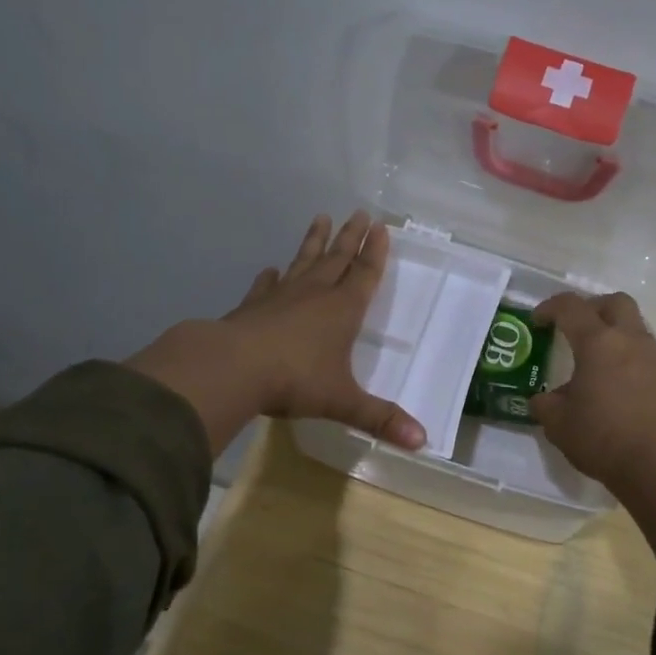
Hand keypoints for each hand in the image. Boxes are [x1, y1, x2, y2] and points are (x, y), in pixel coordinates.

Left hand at [125, 211, 426, 454]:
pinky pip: (265, 286)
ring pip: (303, 262)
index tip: (381, 227)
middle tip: (359, 213)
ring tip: (320, 218)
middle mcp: (314, 295)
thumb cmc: (294, 381)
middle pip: (337, 259)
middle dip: (350, 237)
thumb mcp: (342, 402)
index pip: (364, 274)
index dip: (375, 252)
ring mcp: (280, 297)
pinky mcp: (252, 307)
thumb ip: (380, 419)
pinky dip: (270, 277)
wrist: (232, 368)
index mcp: (341, 311)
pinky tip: (270, 269)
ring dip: (314, 241)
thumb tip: (423, 442)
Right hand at [531, 291, 655, 570]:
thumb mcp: (558, 423)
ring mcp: (652, 358)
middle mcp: (629, 340)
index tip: (536, 322)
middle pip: (614, 302)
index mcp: (598, 342)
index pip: (571, 307)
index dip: (550, 308)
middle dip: (591, 307)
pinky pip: (643, 350)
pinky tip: (611, 380)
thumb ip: (545, 404)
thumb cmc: (602, 437)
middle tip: (573, 326)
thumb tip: (543, 399)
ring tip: (592, 356)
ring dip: (612, 330)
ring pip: (633, 325)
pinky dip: (625, 353)